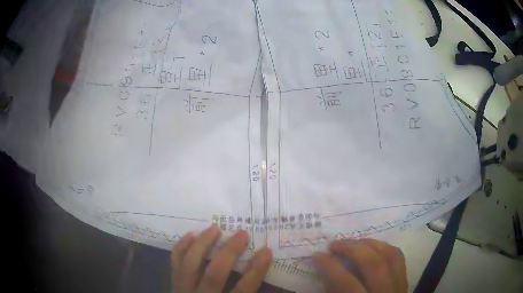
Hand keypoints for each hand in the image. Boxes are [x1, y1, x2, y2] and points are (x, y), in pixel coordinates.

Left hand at [171, 225, 272, 292]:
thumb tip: (277, 287)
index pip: (243, 290)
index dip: (256, 270)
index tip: (266, 251)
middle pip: (215, 274)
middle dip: (229, 252)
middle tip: (242, 234)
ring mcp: (183, 290)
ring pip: (191, 264)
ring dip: (202, 244)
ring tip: (215, 228)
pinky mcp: (173, 284)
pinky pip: (175, 262)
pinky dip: (181, 247)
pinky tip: (190, 235)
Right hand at [313, 239, 407, 292]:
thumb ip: (334, 292)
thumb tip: (325, 272)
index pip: (347, 283)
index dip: (330, 267)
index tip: (317, 255)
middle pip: (373, 264)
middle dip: (352, 249)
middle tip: (333, 244)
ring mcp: (399, 286)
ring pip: (389, 256)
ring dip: (369, 244)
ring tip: (352, 242)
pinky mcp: (405, 281)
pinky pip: (398, 258)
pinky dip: (384, 248)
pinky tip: (372, 246)